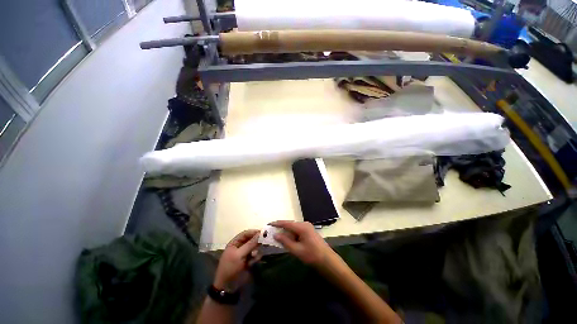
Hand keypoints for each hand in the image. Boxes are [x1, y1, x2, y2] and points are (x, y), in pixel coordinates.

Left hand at [214, 229, 260, 291]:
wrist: (228, 287)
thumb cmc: (231, 268)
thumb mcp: (239, 255)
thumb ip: (250, 244)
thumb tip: (260, 233)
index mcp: (234, 243)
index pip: (245, 233)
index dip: (253, 232)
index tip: (263, 233)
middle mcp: (240, 247)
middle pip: (250, 240)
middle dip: (256, 242)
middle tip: (264, 242)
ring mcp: (244, 255)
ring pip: (254, 248)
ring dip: (256, 251)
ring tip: (254, 256)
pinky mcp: (248, 262)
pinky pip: (255, 256)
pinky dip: (255, 258)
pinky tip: (253, 263)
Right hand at [269, 221, 332, 266]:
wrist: (327, 260)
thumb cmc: (312, 255)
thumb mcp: (297, 250)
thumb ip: (285, 241)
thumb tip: (275, 235)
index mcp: (302, 227)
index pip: (287, 223)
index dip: (277, 223)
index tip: (269, 224)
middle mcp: (305, 224)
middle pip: (290, 224)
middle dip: (281, 228)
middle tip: (272, 232)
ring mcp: (308, 227)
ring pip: (294, 228)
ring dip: (286, 232)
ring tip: (278, 236)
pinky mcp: (309, 232)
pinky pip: (298, 231)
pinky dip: (292, 234)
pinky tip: (288, 239)